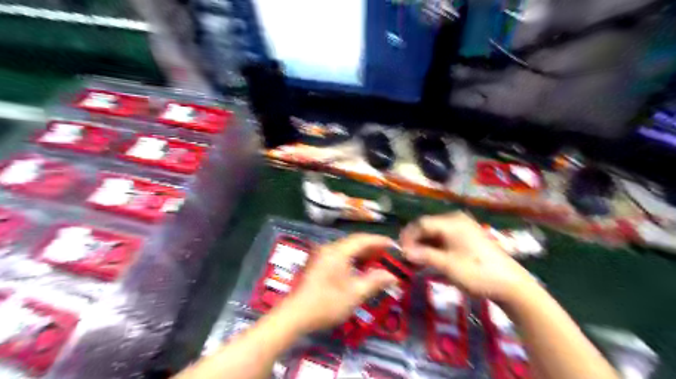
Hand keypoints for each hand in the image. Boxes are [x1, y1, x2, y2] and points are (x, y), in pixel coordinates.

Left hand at [279, 234, 397, 334]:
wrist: (295, 315)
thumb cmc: (327, 303)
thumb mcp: (355, 294)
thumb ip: (375, 281)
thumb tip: (392, 276)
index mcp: (338, 251)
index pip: (362, 239)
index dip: (379, 241)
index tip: (394, 244)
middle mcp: (329, 248)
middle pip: (354, 242)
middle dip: (372, 247)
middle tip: (388, 254)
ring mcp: (321, 255)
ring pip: (346, 249)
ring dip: (362, 254)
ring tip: (377, 261)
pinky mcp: (318, 264)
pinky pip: (339, 255)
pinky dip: (352, 259)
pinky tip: (359, 268)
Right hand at [398, 210, 535, 300]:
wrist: (511, 285)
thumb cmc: (477, 273)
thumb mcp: (447, 265)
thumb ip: (423, 256)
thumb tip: (403, 252)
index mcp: (451, 222)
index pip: (421, 223)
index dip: (408, 236)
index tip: (400, 252)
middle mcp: (456, 220)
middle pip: (428, 226)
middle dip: (415, 241)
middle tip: (407, 258)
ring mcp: (464, 227)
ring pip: (435, 233)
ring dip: (424, 245)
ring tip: (417, 260)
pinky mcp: (468, 237)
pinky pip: (445, 237)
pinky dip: (435, 247)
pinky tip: (432, 259)